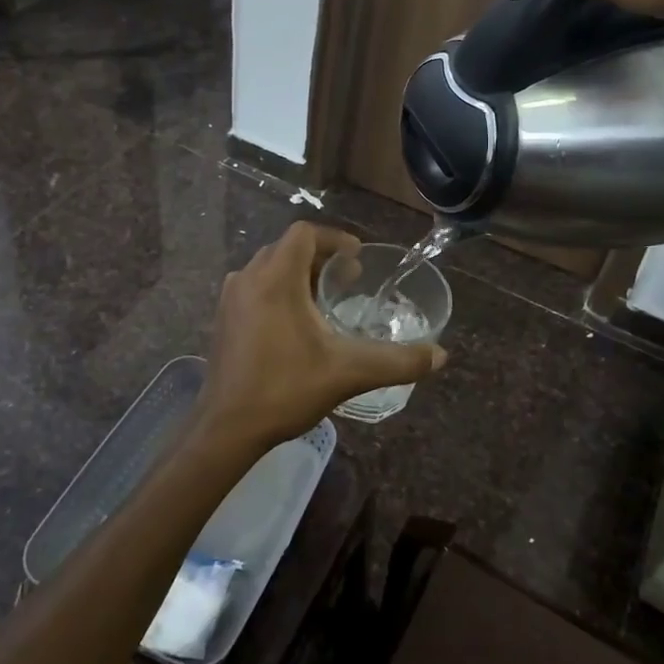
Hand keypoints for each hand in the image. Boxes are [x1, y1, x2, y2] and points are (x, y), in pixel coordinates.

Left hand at [191, 223, 446, 458]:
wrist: (226, 429)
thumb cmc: (285, 388)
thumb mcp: (348, 372)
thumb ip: (397, 361)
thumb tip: (440, 356)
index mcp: (275, 278)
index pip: (304, 234)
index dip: (334, 239)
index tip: (357, 259)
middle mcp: (248, 279)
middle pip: (286, 249)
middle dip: (319, 258)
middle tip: (348, 278)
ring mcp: (230, 300)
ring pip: (268, 269)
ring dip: (298, 275)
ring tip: (325, 299)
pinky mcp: (223, 321)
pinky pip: (255, 289)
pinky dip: (279, 292)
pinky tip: (296, 325)